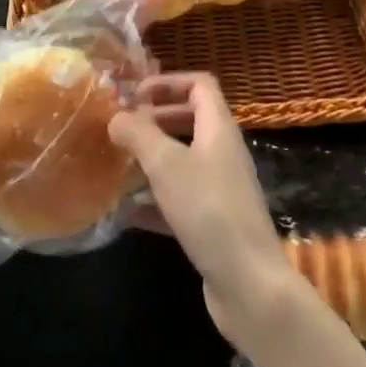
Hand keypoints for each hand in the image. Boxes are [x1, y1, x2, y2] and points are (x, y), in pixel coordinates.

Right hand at [108, 73, 306, 353]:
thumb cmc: (208, 210)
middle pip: (190, 120)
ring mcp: (220, 189)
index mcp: (219, 128)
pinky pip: (180, 199)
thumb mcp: (166, 164)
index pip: (199, 85)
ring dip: (151, 160)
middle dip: (154, 120)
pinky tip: (126, 213)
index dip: (168, 82)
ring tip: (116, 166)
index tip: (134, 95)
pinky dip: (154, 200)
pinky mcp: (213, 223)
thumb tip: (116, 116)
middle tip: (121, 129)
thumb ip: (138, 134)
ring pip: (183, 161)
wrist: (249, 283)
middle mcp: (223, 152)